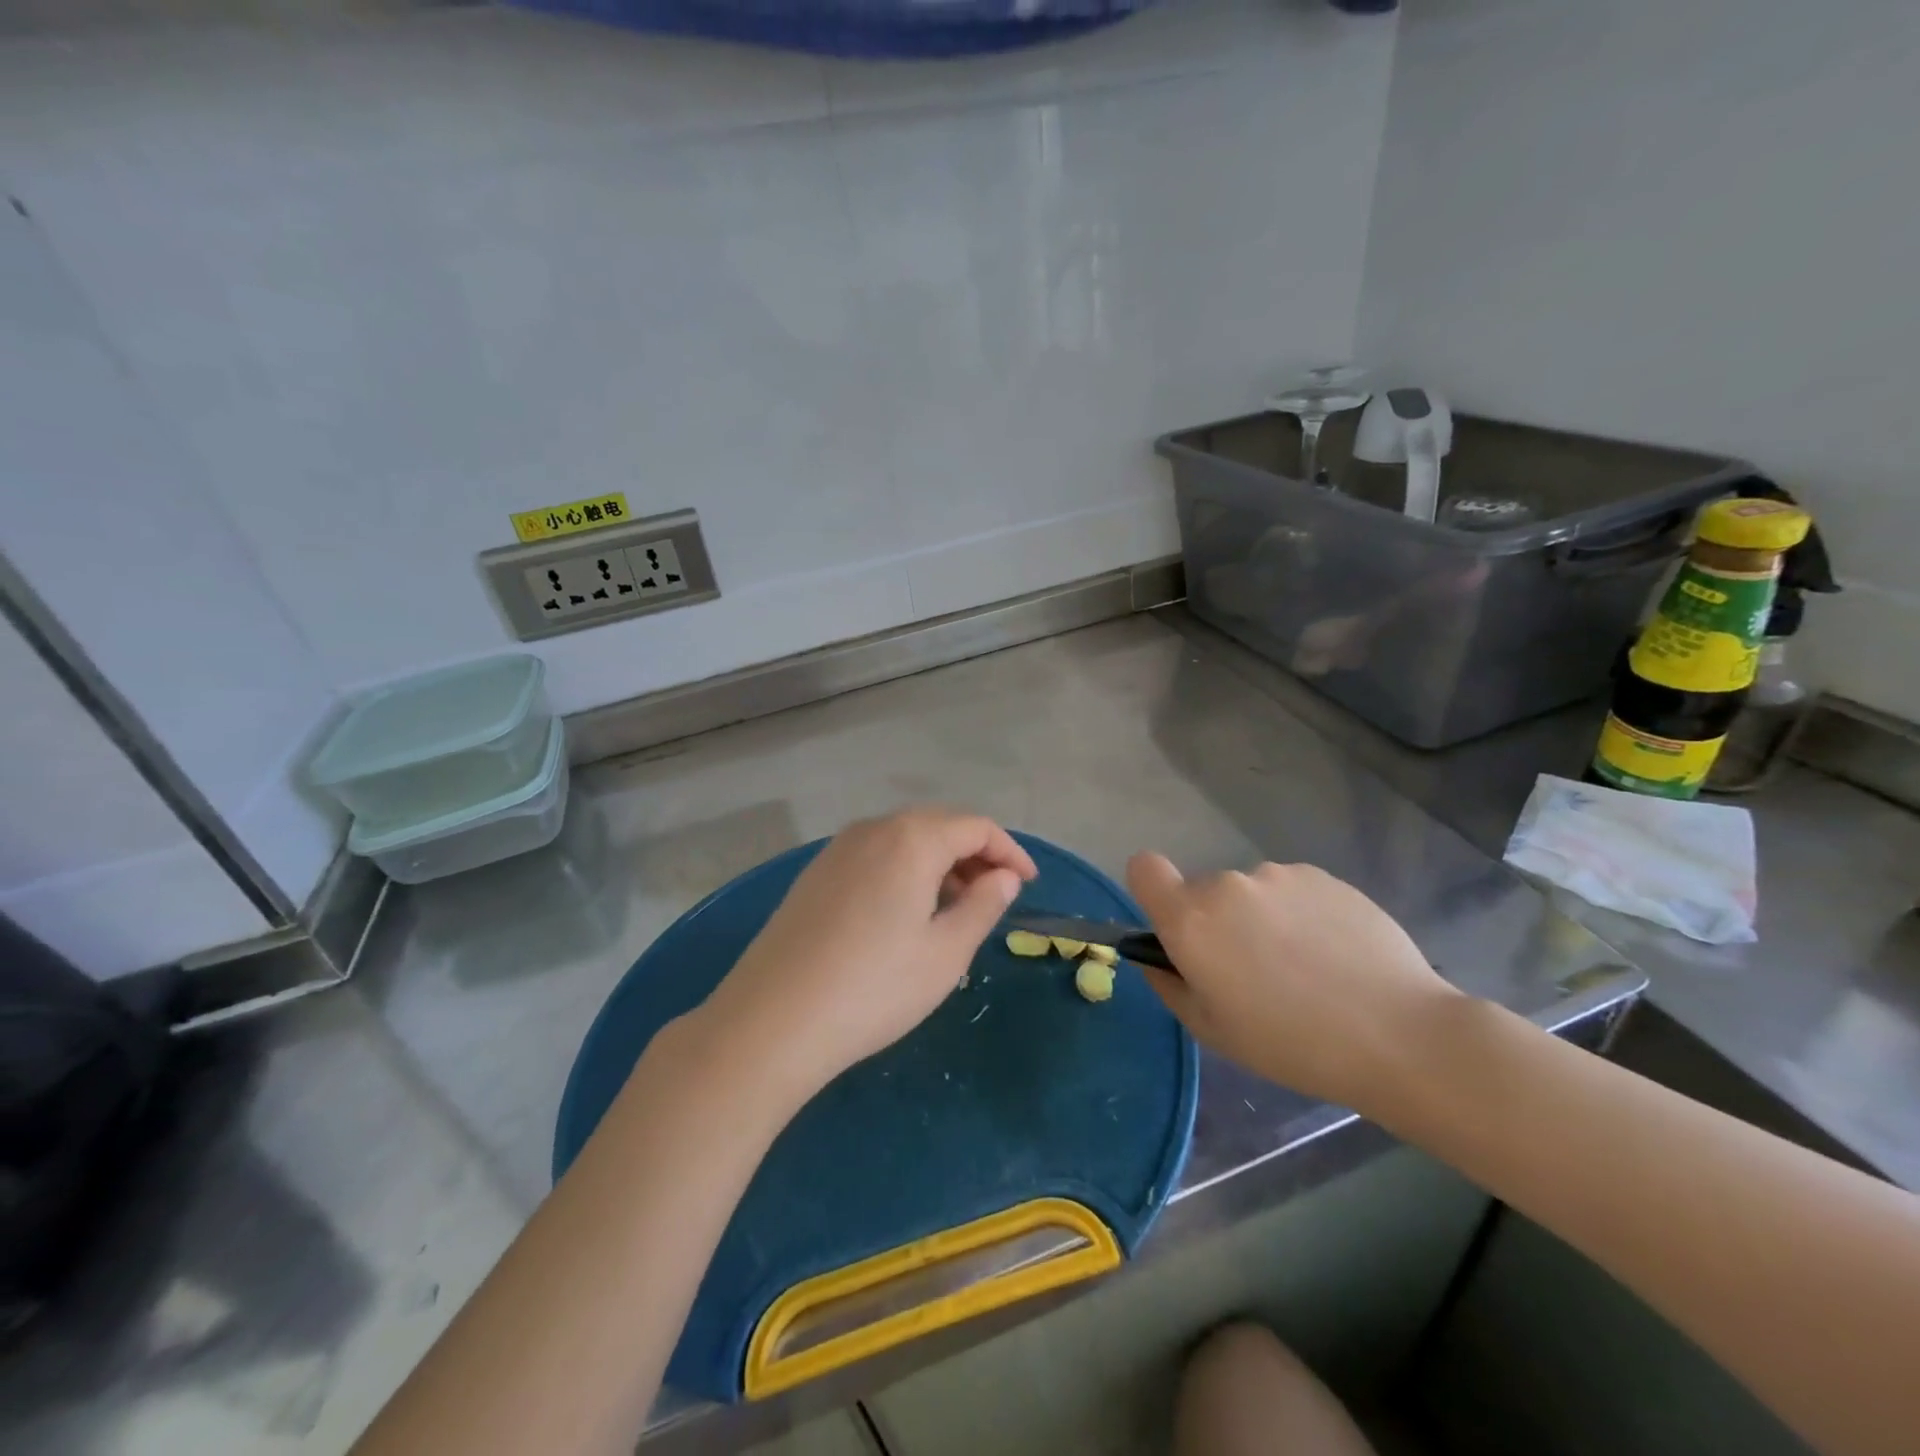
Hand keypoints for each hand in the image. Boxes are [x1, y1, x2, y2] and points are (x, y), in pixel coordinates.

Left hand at [703, 808, 1037, 1105]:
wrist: (772, 1020)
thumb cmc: (874, 987)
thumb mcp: (946, 953)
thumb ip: (983, 905)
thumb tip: (1002, 876)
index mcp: (911, 839)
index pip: (976, 826)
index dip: (1009, 852)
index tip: (1028, 884)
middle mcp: (872, 829)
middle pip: (938, 826)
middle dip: (974, 855)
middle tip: (995, 896)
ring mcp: (837, 850)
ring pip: (903, 841)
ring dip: (938, 864)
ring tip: (955, 910)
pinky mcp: (814, 875)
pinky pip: (874, 857)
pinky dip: (904, 873)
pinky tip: (905, 915)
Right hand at [1126, 854, 1460, 1111]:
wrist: (1398, 1034)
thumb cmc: (1291, 1044)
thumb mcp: (1213, 1031)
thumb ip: (1170, 984)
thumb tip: (1156, 957)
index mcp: (1191, 919)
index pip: (1144, 868)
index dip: (1152, 892)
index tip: (1176, 928)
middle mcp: (1227, 884)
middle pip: (1203, 891)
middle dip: (1216, 922)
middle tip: (1254, 971)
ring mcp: (1278, 875)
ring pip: (1250, 892)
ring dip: (1261, 918)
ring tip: (1304, 966)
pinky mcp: (1323, 876)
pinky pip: (1292, 891)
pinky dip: (1300, 914)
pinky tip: (1334, 955)